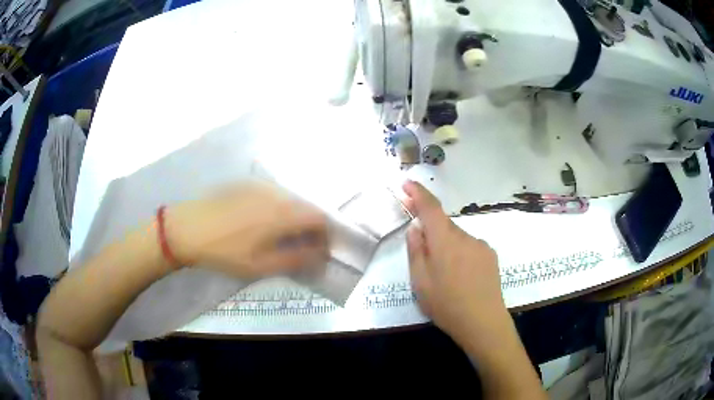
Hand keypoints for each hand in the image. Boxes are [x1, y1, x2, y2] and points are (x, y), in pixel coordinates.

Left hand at [166, 181, 329, 279]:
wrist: (188, 228)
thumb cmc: (225, 251)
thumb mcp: (260, 265)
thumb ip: (295, 260)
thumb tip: (320, 256)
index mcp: (283, 213)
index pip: (320, 219)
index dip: (325, 236)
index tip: (319, 252)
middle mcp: (277, 194)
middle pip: (306, 207)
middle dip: (310, 228)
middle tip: (299, 248)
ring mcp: (260, 186)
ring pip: (290, 200)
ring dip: (294, 218)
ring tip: (280, 237)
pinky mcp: (247, 184)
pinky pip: (273, 195)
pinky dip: (278, 209)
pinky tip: (260, 223)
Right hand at [403, 181, 507, 344]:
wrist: (483, 322)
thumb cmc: (446, 304)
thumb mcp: (420, 281)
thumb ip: (416, 250)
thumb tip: (416, 227)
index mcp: (444, 240)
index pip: (430, 207)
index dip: (418, 192)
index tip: (407, 183)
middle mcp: (465, 236)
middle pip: (443, 225)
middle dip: (431, 232)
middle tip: (423, 257)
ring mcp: (481, 245)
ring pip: (457, 238)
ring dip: (447, 247)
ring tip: (445, 276)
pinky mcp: (491, 256)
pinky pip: (470, 247)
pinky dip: (461, 254)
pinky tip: (462, 277)